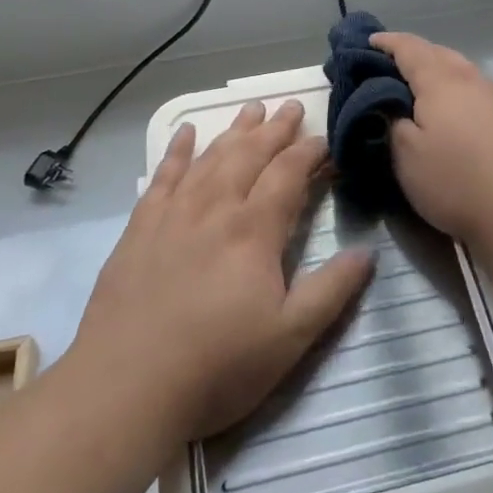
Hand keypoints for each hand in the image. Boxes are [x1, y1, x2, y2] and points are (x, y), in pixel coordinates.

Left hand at [73, 100, 373, 441]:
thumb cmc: (217, 366)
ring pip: (211, 158)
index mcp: (254, 231)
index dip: (309, 153)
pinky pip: (163, 176)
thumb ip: (331, 290)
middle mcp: (215, 208)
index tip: (325, 140)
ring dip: (234, 131)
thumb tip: (367, 252)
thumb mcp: (289, 338)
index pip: (288, 174)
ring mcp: (174, 214)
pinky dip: (177, 151)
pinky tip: (185, 133)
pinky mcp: (141, 228)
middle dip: (275, 129)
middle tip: (292, 106)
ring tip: (251, 108)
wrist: (125, 386)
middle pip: (250, 155)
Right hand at [373, 32, 492, 260]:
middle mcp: (472, 79)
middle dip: (413, 55)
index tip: (368, 42)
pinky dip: (458, 94)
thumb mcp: (406, 157)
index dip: (386, 42)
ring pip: (462, 73)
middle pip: (439, 54)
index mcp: (441, 80)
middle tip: (389, 68)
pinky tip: (454, 117)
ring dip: (438, 74)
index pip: (409, 47)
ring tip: (420, 92)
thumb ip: (392, 122)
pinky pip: (478, 94)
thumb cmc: (459, 181)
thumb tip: (390, 105)